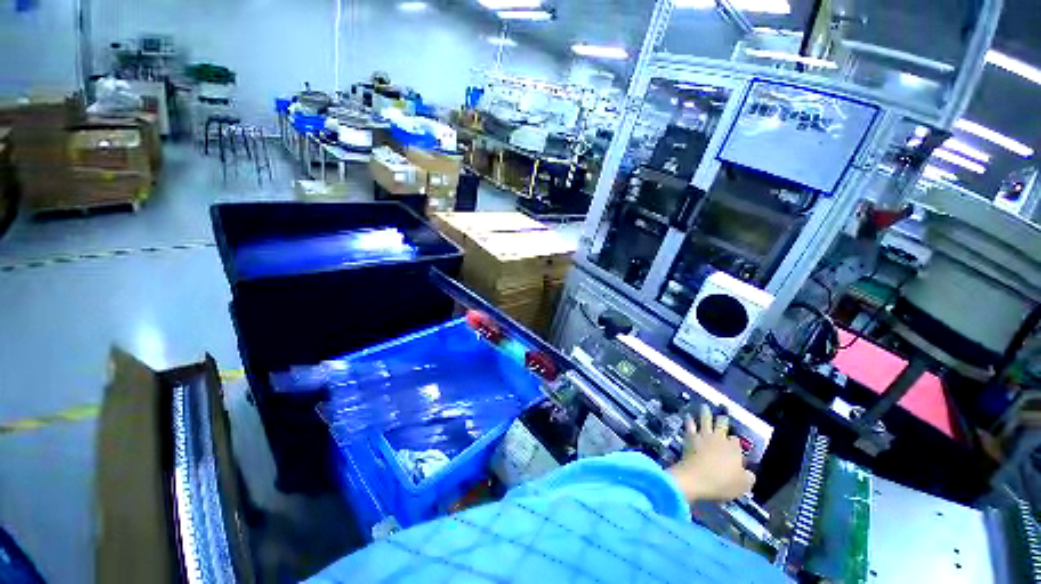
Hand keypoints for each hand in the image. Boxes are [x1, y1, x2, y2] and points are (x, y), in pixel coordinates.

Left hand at [668, 404, 755, 502]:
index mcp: (734, 449)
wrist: (696, 478)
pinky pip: (690, 425)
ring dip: (705, 412)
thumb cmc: (723, 483)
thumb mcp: (743, 485)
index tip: (735, 443)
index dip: (736, 442)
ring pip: (705, 420)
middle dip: (723, 419)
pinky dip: (689, 420)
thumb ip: (748, 477)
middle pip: (722, 425)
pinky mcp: (690, 437)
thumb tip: (749, 472)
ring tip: (705, 406)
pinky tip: (687, 415)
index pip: (736, 441)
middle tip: (722, 414)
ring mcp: (704, 436)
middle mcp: (719, 438)